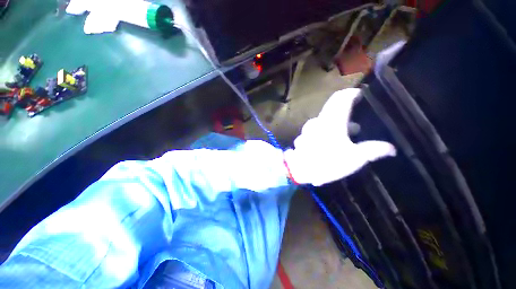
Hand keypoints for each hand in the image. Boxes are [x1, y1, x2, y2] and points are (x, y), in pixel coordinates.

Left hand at [284, 88, 395, 185]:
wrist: (300, 169)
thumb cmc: (327, 161)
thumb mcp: (354, 158)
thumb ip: (373, 150)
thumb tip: (392, 148)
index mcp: (333, 120)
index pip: (342, 98)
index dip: (351, 93)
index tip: (360, 94)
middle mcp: (319, 120)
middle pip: (332, 106)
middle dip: (345, 106)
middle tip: (357, 112)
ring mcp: (309, 128)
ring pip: (324, 118)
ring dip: (336, 121)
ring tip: (349, 131)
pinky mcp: (304, 135)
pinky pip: (316, 128)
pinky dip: (325, 129)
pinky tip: (330, 140)